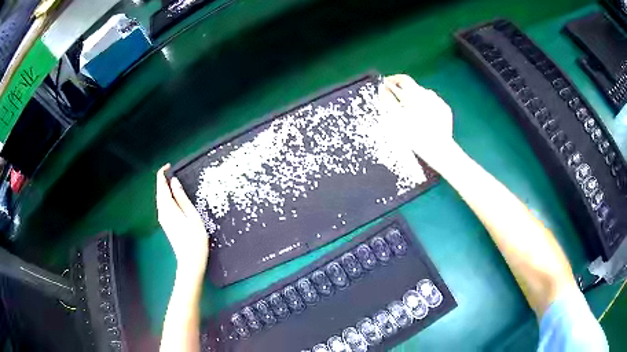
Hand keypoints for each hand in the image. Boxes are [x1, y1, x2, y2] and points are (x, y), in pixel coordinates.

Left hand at [156, 164, 208, 271]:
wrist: (190, 261)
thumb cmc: (195, 239)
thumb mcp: (192, 215)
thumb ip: (182, 198)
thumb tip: (174, 182)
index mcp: (167, 208)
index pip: (160, 186)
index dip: (162, 174)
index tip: (169, 166)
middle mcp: (162, 212)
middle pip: (159, 191)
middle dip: (163, 180)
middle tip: (173, 171)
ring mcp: (163, 219)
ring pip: (161, 198)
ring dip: (165, 188)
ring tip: (175, 181)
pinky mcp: (166, 224)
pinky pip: (163, 205)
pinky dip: (167, 197)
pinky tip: (175, 196)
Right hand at [379, 74, 454, 163]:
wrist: (437, 149)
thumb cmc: (413, 135)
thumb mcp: (395, 118)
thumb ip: (388, 100)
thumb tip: (383, 89)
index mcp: (414, 92)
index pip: (401, 79)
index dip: (392, 80)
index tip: (385, 85)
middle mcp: (427, 93)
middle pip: (413, 86)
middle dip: (403, 91)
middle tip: (396, 101)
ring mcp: (438, 101)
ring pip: (423, 95)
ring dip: (416, 100)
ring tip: (411, 113)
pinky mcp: (445, 110)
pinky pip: (434, 104)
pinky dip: (427, 108)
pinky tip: (424, 119)